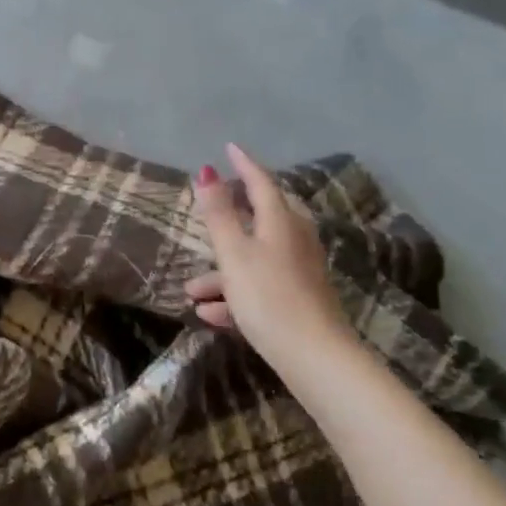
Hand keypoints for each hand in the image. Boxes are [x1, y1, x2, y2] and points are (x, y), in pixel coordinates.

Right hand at [186, 143, 350, 367]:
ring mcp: (299, 271)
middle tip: (208, 210)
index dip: (244, 165)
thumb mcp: (234, 253)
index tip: (230, 149)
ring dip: (221, 272)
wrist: (314, 357)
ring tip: (191, 291)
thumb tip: (207, 171)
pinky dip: (235, 294)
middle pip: (260, 220)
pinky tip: (211, 314)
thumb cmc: (268, 296)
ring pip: (254, 259)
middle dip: (228, 220)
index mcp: (281, 223)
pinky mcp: (299, 300)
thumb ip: (219, 214)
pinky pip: (260, 286)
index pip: (261, 183)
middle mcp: (294, 241)